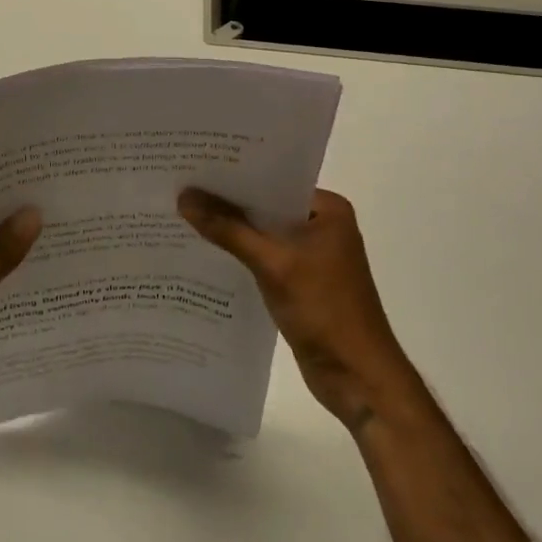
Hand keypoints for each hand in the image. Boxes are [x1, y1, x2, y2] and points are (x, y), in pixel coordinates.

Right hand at [179, 187, 409, 430]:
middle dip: (227, 200)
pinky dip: (239, 252)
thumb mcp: (272, 264)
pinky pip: (263, 255)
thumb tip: (183, 197)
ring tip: (183, 211)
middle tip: (181, 184)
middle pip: (266, 204)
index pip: (273, 179)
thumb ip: (228, 229)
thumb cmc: (325, 310)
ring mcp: (312, 254)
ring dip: (231, 227)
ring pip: (262, 231)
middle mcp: (322, 225)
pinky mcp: (300, 280)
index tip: (195, 161)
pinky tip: (204, 248)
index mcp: (328, 209)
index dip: (235, 172)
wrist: (359, 379)